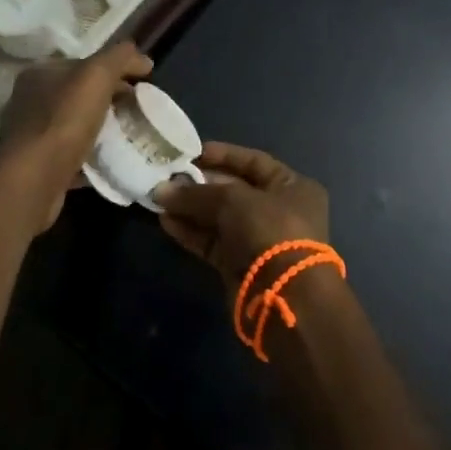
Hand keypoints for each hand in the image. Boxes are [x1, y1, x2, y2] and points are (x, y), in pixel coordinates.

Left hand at [0, 41, 152, 233]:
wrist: (34, 180)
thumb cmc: (64, 120)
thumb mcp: (97, 75)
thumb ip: (120, 57)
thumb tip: (143, 59)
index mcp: (39, 74)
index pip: (82, 63)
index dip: (113, 69)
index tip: (140, 83)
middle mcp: (28, 101)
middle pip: (78, 94)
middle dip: (109, 99)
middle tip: (138, 110)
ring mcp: (29, 135)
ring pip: (73, 124)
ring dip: (99, 128)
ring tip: (126, 136)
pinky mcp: (35, 165)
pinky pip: (69, 153)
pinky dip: (89, 155)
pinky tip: (108, 161)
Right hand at [154, 143, 329, 295]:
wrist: (284, 296)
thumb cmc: (269, 230)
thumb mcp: (233, 200)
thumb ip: (197, 193)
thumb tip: (161, 191)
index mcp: (291, 186)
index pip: (253, 162)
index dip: (222, 155)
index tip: (191, 153)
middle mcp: (278, 210)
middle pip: (233, 190)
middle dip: (199, 184)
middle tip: (167, 178)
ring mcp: (259, 239)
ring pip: (219, 218)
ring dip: (190, 209)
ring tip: (159, 199)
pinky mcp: (240, 265)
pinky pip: (212, 242)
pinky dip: (191, 232)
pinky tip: (166, 222)